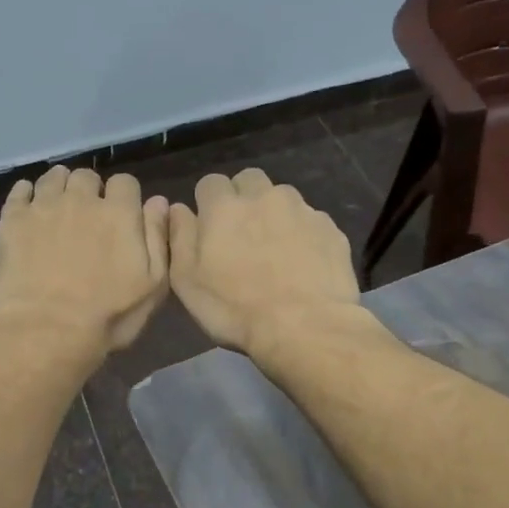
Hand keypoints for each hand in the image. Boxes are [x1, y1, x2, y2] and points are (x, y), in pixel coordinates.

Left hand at [0, 166, 169, 353]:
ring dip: (60, 187)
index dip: (124, 197)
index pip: (125, 182)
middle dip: (90, 191)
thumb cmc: (107, 316)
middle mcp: (81, 199)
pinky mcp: (12, 219)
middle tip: (86, 217)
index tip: (120, 216)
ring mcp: (44, 206)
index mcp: (119, 213)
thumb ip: (157, 238)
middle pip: (87, 176)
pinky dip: (27, 194)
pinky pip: (20, 190)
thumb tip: (158, 201)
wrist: (46, 330)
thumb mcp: (152, 285)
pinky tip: (28, 210)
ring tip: (58, 208)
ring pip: (54, 177)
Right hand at [168, 169, 360, 354]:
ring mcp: (302, 211)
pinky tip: (302, 264)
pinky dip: (302, 234)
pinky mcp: (331, 230)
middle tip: (241, 234)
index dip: (207, 203)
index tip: (209, 228)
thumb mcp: (186, 280)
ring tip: (275, 249)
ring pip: (283, 197)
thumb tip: (178, 209)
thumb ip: (179, 237)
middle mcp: (264, 197)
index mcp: (224, 207)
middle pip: (249, 180)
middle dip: (242, 198)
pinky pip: (311, 221)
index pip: (210, 183)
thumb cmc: (234, 308)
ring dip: (274, 214)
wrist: (305, 327)